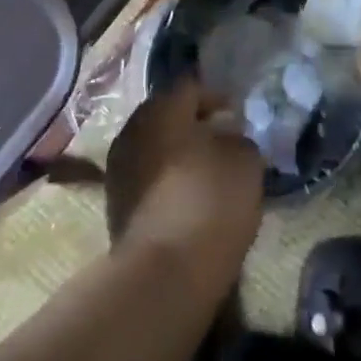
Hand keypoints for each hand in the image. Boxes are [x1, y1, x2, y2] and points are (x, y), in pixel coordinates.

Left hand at [106, 81, 264, 292]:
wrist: (163, 274)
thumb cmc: (209, 201)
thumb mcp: (245, 161)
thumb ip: (239, 139)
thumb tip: (227, 137)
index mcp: (162, 108)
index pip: (190, 86)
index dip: (217, 96)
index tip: (237, 115)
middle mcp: (134, 129)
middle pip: (167, 115)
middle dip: (194, 124)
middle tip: (223, 140)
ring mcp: (119, 168)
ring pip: (155, 148)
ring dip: (178, 154)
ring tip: (207, 173)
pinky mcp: (116, 205)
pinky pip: (147, 178)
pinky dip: (167, 181)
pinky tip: (189, 199)